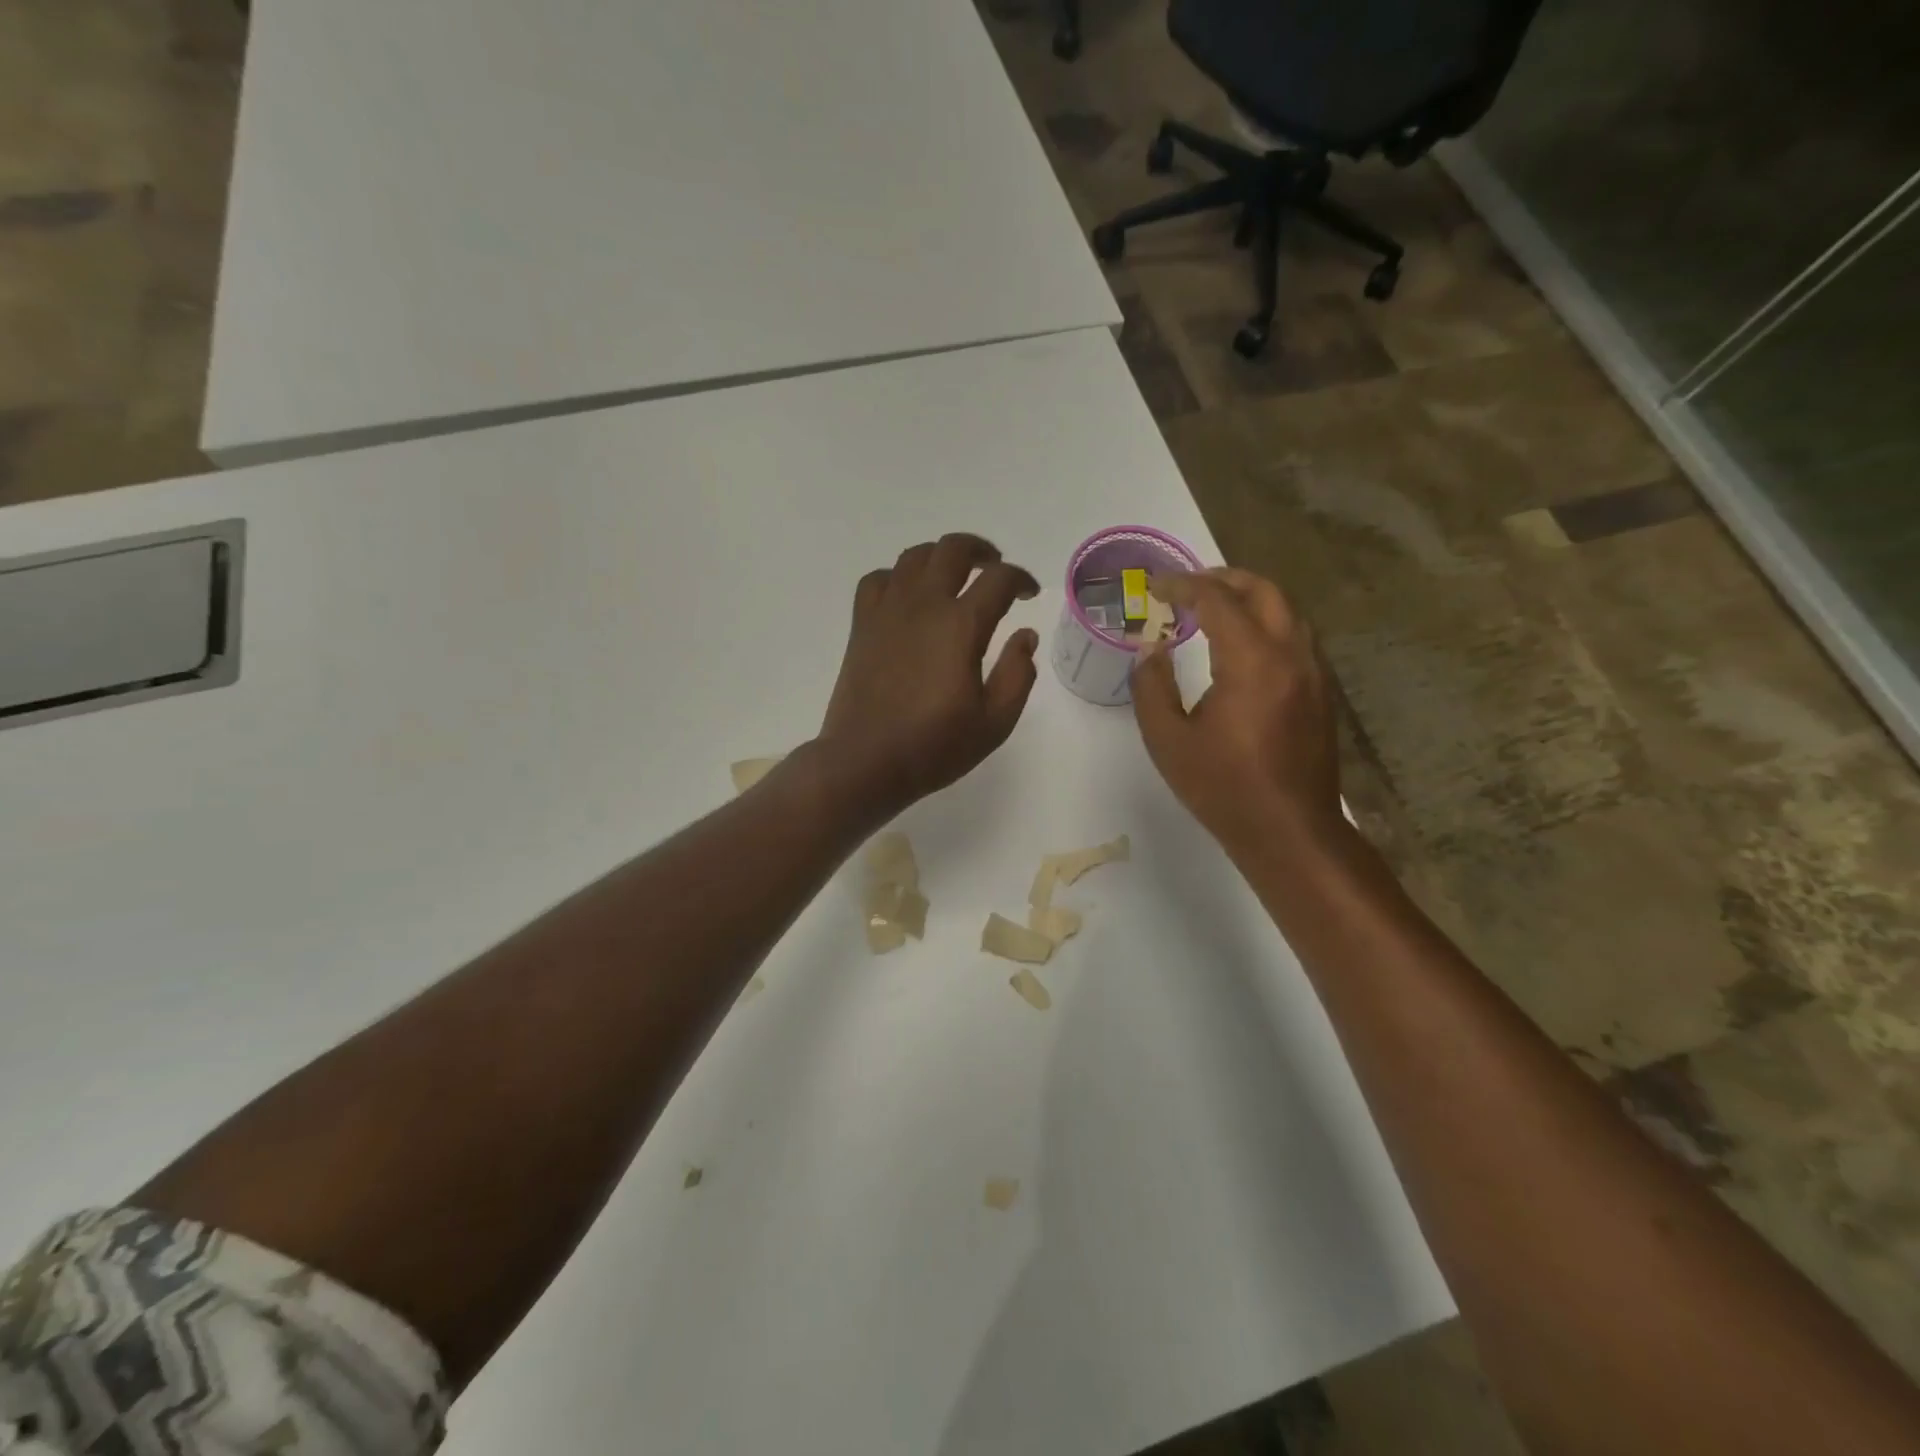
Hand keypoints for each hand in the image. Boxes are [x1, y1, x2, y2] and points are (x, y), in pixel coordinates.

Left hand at [815, 533, 1040, 818]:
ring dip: (941, 556)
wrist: (865, 762)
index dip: (1021, 579)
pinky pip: (878, 579)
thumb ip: (1018, 674)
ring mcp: (887, 611)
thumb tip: (1025, 635)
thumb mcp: (995, 722)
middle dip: (982, 551)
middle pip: (953, 549)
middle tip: (995, 569)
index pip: (998, 579)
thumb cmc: (934, 747)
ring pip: (914, 556)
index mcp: (961, 625)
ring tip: (954, 575)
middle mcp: (923, 605)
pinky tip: (907, 595)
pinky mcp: (862, 625)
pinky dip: (898, 576)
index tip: (1029, 594)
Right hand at [1130, 568, 1341, 857]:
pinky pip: (1296, 637)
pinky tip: (1243, 647)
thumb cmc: (1223, 787)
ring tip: (1214, 609)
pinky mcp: (1322, 692)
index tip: (1155, 586)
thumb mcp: (1168, 739)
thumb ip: (1151, 686)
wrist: (1289, 830)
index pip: (1217, 600)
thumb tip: (1151, 649)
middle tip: (1188, 586)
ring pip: (1287, 611)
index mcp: (1252, 661)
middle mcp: (1291, 654)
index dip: (1182, 585)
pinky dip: (1267, 623)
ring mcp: (1314, 672)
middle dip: (1223, 578)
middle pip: (1264, 591)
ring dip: (1250, 599)